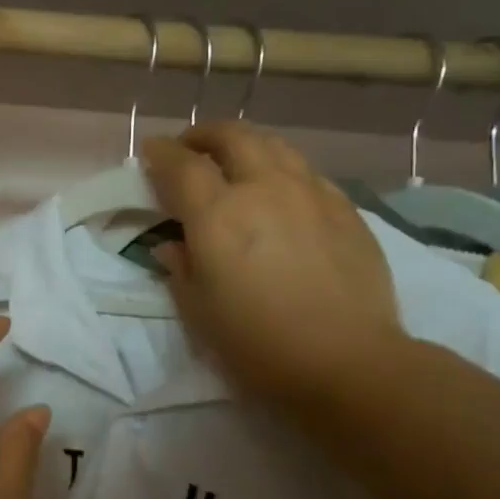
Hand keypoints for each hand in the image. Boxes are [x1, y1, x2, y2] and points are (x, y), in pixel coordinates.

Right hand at [140, 122, 403, 404]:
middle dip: (204, 135)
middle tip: (190, 149)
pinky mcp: (345, 210)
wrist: (348, 362)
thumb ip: (180, 268)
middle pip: (232, 136)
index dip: (161, 152)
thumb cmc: (258, 343)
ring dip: (245, 145)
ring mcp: (310, 194)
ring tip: (234, 162)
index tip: (151, 151)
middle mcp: (264, 189)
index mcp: (218, 214)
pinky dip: (282, 169)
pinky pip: (306, 172)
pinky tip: (281, 192)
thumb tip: (173, 245)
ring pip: (274, 145)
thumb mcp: (199, 311)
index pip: (182, 164)